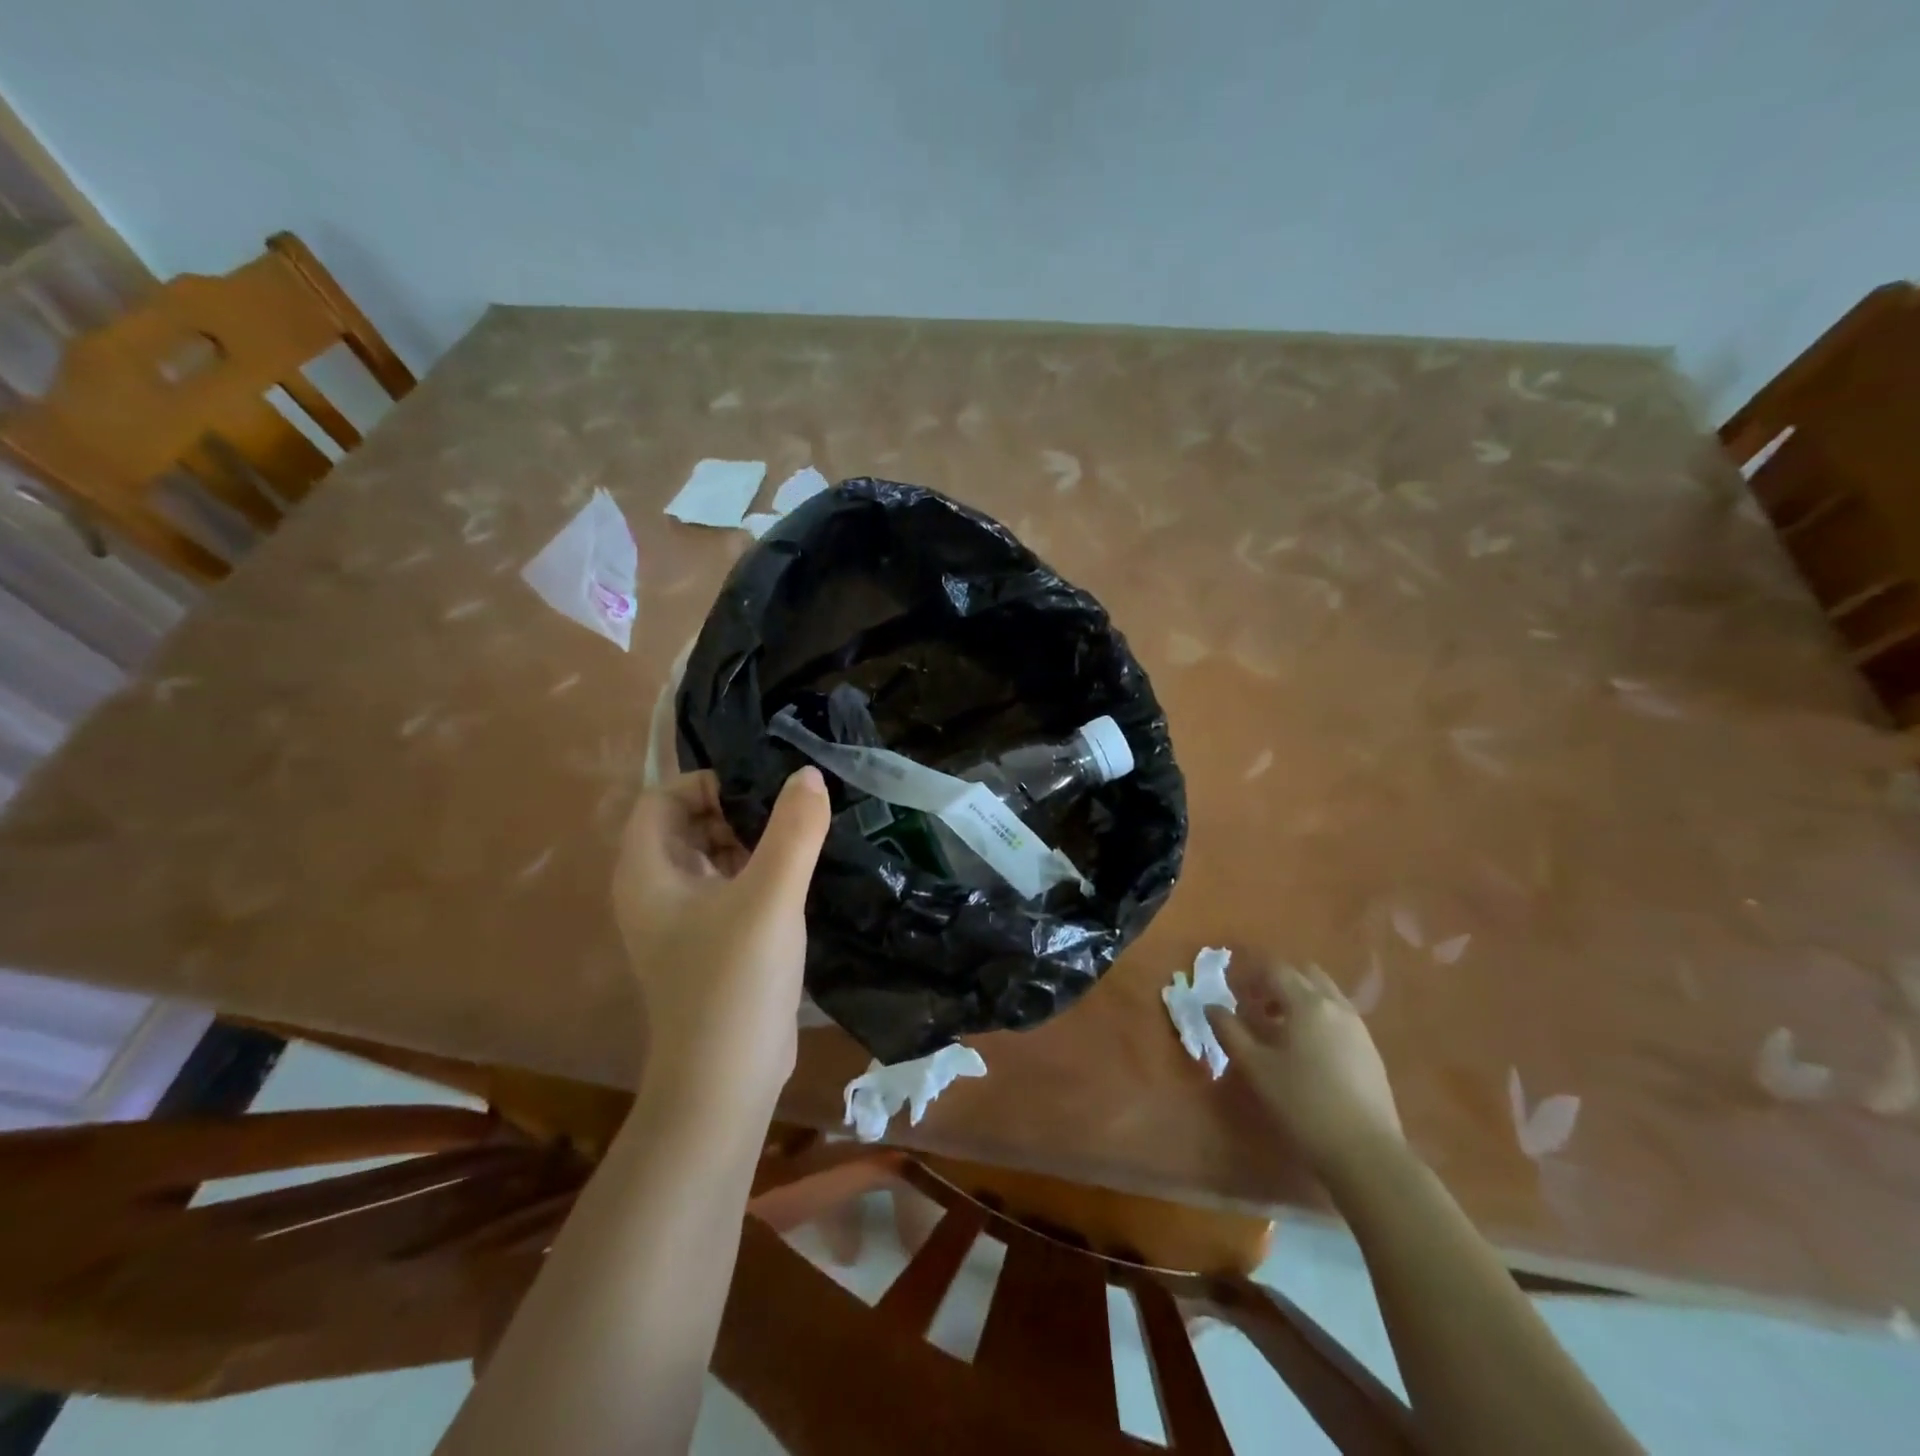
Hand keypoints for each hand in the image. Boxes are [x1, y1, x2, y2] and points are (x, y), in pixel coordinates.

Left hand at [612, 768, 829, 1120]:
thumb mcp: (770, 897)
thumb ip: (793, 830)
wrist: (726, 1081)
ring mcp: (681, 921)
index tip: (762, 788)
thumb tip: (809, 774)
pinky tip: (797, 875)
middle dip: (736, 809)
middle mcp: (654, 891)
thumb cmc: (735, 981)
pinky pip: (727, 888)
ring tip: (802, 834)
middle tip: (791, 809)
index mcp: (647, 872)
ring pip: (711, 857)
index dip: (708, 783)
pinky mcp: (708, 944)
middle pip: (688, 824)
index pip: (663, 798)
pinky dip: (756, 872)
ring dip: (751, 841)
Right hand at [1209, 963, 1404, 1182]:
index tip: (1232, 992)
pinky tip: (1306, 1052)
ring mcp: (1358, 1028)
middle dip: (1276, 983)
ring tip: (1279, 1030)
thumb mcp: (1256, 1068)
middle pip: (1304, 975)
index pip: (1275, 970)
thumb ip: (1230, 1032)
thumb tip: (1211, 1007)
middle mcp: (1335, 1006)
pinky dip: (1318, 1018)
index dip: (1250, 975)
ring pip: (1325, 995)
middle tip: (1255, 1007)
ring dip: (1299, 1000)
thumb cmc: (1303, 1104)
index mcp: (1307, 1003)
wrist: (1367, 1154)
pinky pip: (1338, 1017)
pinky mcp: (1370, 1051)